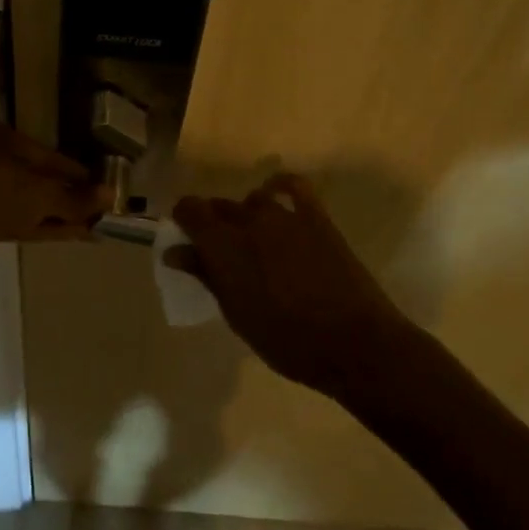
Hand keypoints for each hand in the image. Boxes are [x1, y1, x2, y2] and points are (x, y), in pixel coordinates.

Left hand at [0, 120, 111, 275]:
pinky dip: (43, 225)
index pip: (45, 152)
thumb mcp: (41, 194)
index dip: (75, 171)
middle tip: (97, 209)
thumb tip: (110, 196)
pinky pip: (16, 217)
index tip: (98, 185)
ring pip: (27, 200)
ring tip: (92, 226)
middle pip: (36, 177)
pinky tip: (73, 234)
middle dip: (67, 196)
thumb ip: (76, 197)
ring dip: (59, 213)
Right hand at [167, 174, 408, 395]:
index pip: (189, 210)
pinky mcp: (316, 218)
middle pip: (220, 206)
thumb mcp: (236, 314)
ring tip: (251, 238)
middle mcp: (249, 221)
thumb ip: (206, 276)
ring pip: (253, 199)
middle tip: (217, 253)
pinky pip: (294, 186)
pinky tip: (277, 196)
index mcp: (223, 245)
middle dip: (212, 223)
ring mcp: (285, 216)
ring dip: (245, 213)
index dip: (183, 221)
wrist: (353, 343)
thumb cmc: (287, 341)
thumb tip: (175, 252)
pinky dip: (280, 186)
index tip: (185, 240)